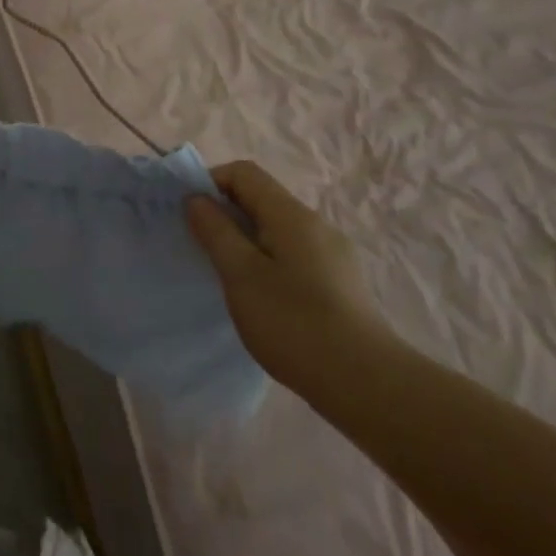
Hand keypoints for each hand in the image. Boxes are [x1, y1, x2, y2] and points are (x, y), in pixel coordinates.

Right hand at [186, 161, 387, 395]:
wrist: (366, 383)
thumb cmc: (293, 322)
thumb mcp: (241, 274)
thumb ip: (216, 231)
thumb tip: (197, 199)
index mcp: (291, 215)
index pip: (244, 173)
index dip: (210, 183)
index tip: (190, 216)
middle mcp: (315, 224)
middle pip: (261, 198)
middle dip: (226, 214)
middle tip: (201, 248)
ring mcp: (332, 253)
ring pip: (276, 229)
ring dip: (245, 240)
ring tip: (228, 276)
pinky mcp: (339, 282)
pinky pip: (292, 253)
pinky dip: (267, 260)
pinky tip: (262, 297)